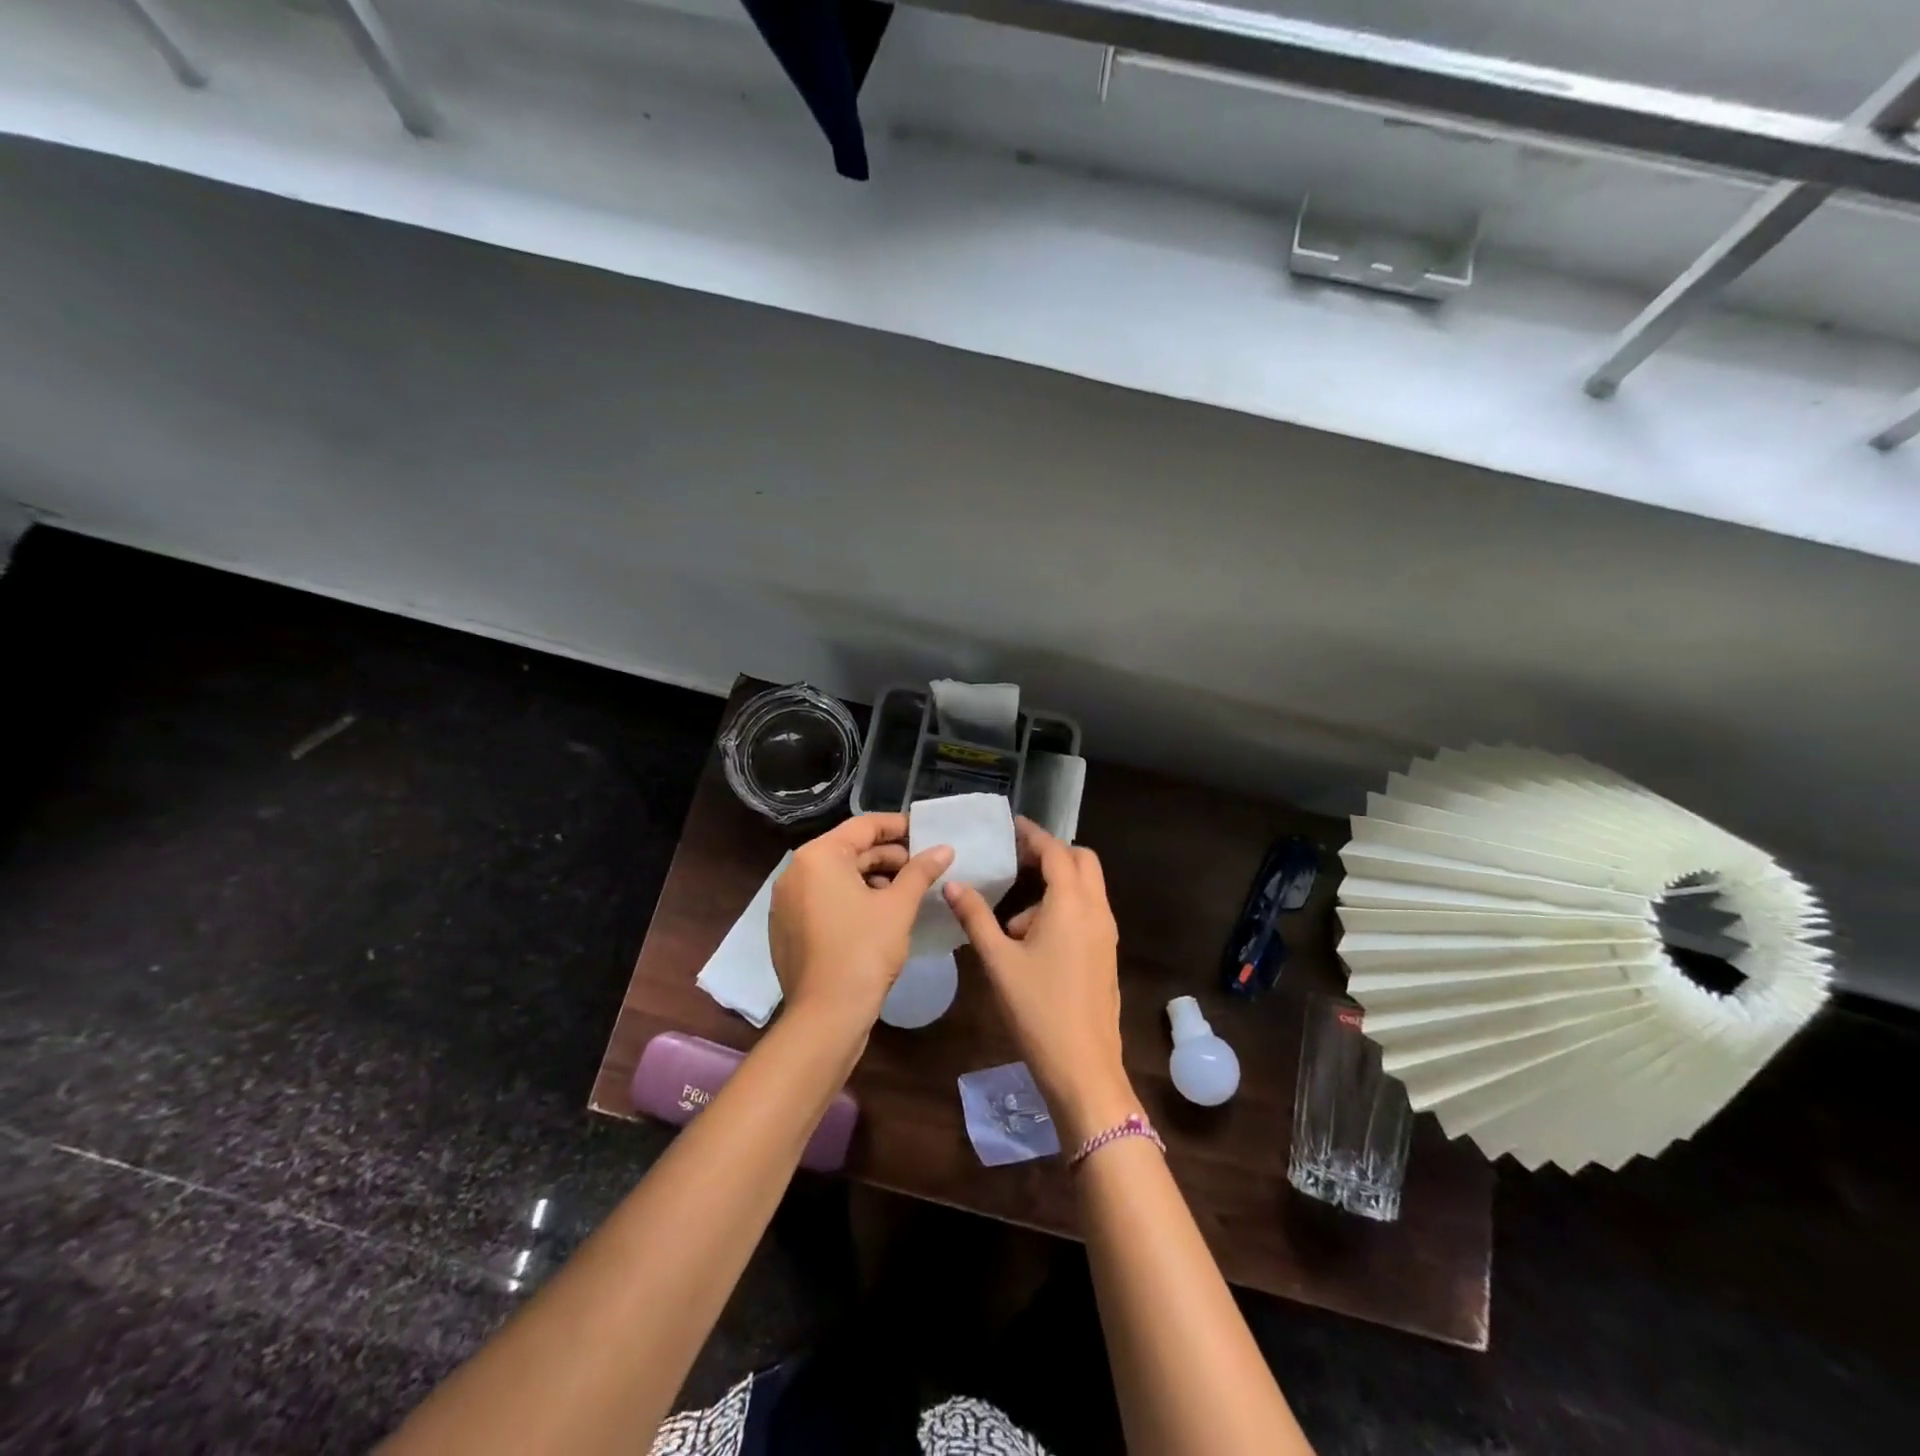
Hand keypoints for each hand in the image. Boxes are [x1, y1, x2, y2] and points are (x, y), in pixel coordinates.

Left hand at [769, 814, 952, 1030]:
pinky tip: (880, 915)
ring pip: (836, 878)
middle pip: (849, 851)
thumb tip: (944, 848)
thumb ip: (921, 871)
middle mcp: (795, 872)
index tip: (926, 833)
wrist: (825, 1016)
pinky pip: (824, 901)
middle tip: (923, 867)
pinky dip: (851, 900)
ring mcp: (786, 903)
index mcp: (818, 857)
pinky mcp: (787, 929)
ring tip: (907, 892)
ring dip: (872, 879)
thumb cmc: (864, 950)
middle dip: (888, 857)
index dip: (898, 827)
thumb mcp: (899, 906)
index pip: (864, 826)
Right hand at [944, 819, 1137, 1142]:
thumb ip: (976, 918)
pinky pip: (1088, 913)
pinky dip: (1064, 909)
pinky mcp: (1106, 955)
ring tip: (1013, 919)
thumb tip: (953, 884)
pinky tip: (1032, 941)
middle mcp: (1096, 911)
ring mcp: (1106, 934)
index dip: (1034, 835)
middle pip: (1082, 862)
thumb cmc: (1038, 1010)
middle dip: (1052, 854)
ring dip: (1056, 886)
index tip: (1013, 826)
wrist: (1084, 1068)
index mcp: (1071, 904)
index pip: (1056, 852)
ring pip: (1086, 889)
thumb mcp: (999, 961)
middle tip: (1017, 861)